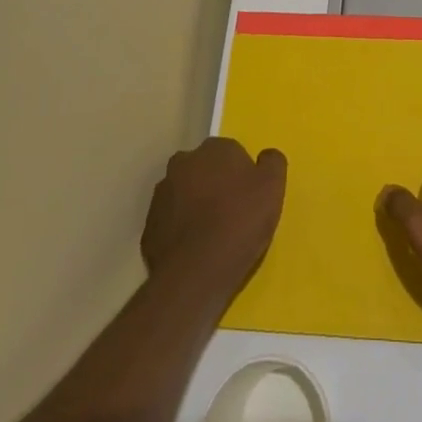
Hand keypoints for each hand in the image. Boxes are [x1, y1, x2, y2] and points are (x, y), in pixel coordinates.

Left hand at [141, 138, 285, 296]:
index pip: (231, 152)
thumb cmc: (240, 222)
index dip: (241, 174)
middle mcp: (183, 163)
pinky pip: (170, 221)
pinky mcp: (149, 226)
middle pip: (204, 169)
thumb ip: (272, 163)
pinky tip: (194, 249)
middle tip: (231, 213)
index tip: (249, 196)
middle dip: (214, 184)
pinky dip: (180, 229)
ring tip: (212, 234)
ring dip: (195, 205)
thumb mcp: (273, 187)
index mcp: (214, 149)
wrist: (196, 272)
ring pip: (184, 193)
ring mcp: (161, 194)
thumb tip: (266, 156)